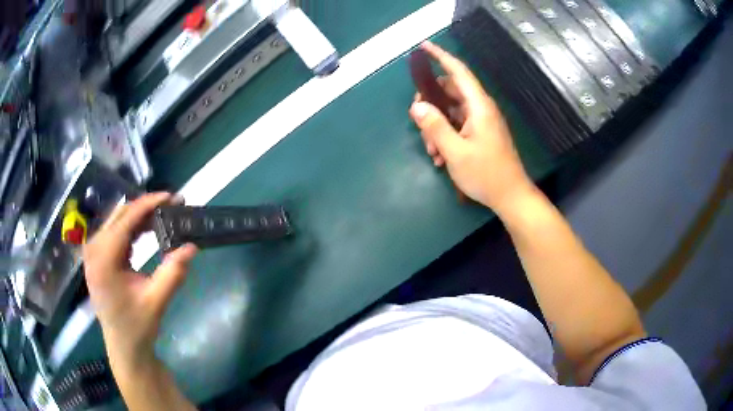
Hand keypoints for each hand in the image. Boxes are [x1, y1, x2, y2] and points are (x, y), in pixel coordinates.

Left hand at [82, 193, 197, 365]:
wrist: (123, 346)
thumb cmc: (137, 326)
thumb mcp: (156, 301)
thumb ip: (173, 273)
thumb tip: (192, 246)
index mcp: (103, 259)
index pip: (126, 219)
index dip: (149, 204)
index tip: (172, 197)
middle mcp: (94, 249)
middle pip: (120, 215)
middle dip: (146, 208)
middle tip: (172, 207)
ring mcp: (93, 252)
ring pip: (117, 221)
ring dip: (140, 217)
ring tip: (163, 217)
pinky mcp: (98, 257)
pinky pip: (115, 232)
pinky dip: (133, 228)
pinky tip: (147, 231)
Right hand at [409, 42, 534, 212]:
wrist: (510, 197)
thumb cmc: (486, 174)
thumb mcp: (455, 152)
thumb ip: (435, 126)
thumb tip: (417, 106)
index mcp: (478, 106)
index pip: (458, 72)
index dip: (440, 57)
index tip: (423, 47)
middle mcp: (480, 108)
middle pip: (450, 91)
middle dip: (431, 103)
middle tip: (417, 120)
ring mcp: (481, 122)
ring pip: (451, 110)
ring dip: (436, 125)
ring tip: (431, 151)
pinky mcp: (480, 133)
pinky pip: (457, 125)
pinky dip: (445, 135)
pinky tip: (440, 157)